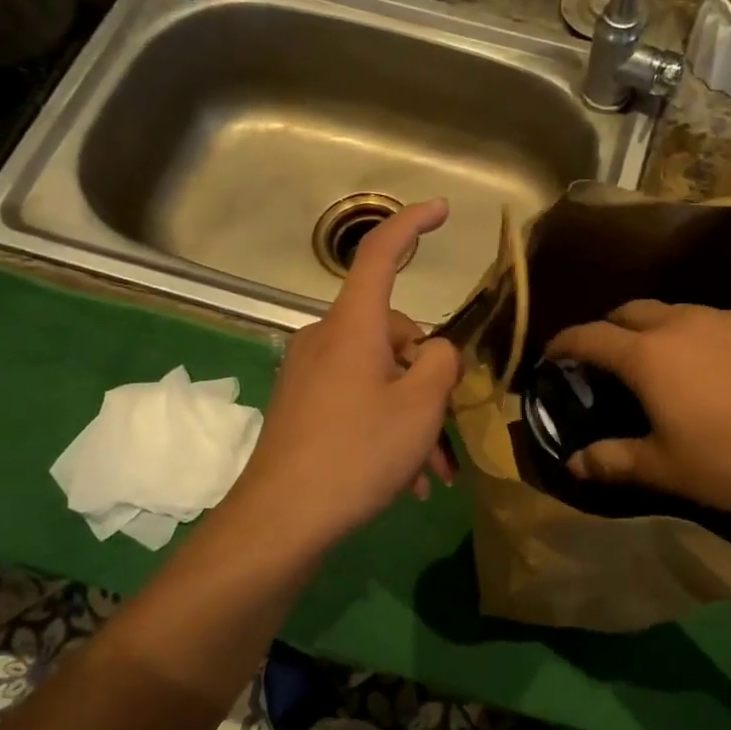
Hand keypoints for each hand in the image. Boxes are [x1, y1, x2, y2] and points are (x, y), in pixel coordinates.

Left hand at [228, 199, 462, 550]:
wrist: (281, 519)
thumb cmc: (357, 453)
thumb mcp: (420, 407)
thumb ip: (441, 363)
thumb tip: (436, 352)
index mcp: (353, 326)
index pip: (380, 254)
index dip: (412, 224)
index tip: (442, 210)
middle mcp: (326, 339)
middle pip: (395, 333)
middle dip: (429, 377)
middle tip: (448, 428)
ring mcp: (311, 373)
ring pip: (381, 376)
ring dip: (413, 415)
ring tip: (432, 470)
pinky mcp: (303, 405)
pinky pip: (358, 400)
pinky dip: (386, 428)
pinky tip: (406, 478)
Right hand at [546, 301, 730, 516]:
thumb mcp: (665, 468)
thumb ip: (613, 460)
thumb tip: (574, 462)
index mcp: (648, 356)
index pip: (590, 337)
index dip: (565, 344)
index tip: (552, 355)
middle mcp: (682, 324)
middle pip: (630, 311)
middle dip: (609, 328)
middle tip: (606, 358)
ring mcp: (726, 319)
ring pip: (675, 311)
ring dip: (655, 328)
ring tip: (661, 359)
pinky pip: (716, 321)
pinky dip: (698, 334)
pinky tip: (715, 365)